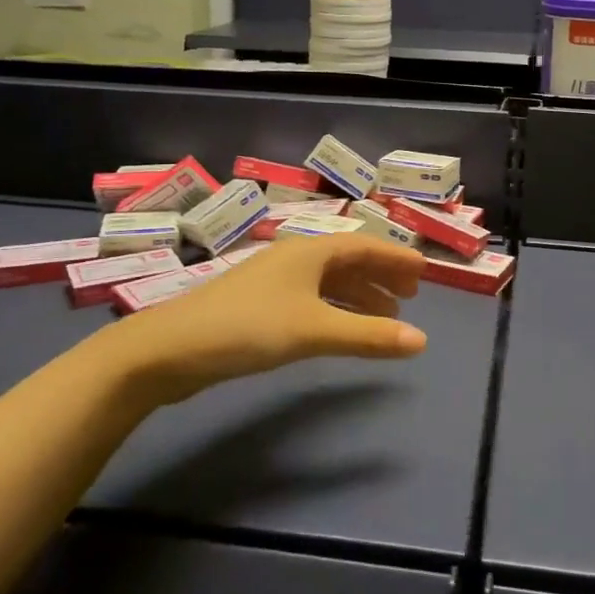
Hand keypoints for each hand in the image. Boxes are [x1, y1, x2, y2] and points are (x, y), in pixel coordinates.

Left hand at [121, 237, 428, 404]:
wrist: (170, 348)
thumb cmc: (248, 327)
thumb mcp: (314, 330)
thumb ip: (368, 336)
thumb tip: (422, 341)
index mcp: (310, 251)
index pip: (365, 245)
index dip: (396, 258)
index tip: (424, 272)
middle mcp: (294, 258)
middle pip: (348, 261)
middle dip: (381, 277)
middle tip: (410, 299)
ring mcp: (274, 281)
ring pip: (329, 282)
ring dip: (360, 296)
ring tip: (385, 319)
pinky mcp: (258, 305)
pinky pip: (311, 299)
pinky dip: (335, 310)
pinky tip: (339, 329)